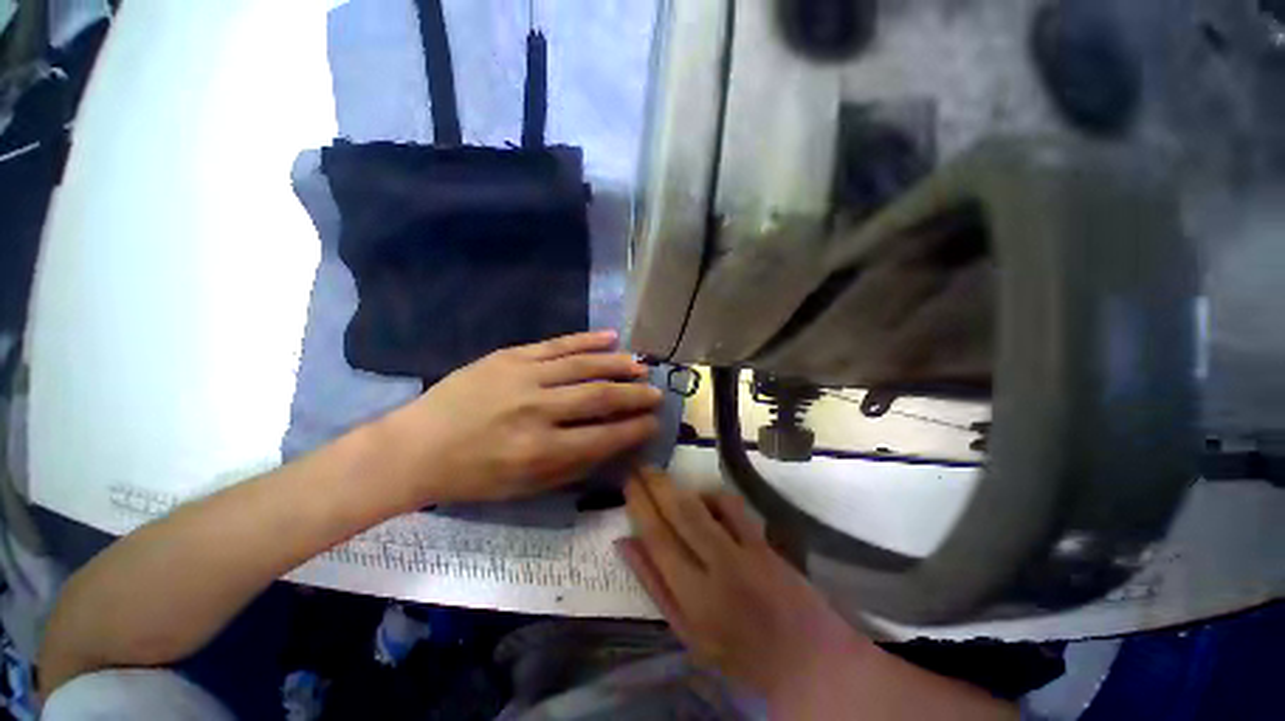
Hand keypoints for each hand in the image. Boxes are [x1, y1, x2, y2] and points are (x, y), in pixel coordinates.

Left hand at [378, 331, 662, 507]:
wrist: (417, 446)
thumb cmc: (474, 476)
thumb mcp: (526, 486)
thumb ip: (573, 465)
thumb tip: (614, 443)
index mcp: (541, 451)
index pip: (604, 436)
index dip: (635, 428)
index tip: (654, 422)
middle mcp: (537, 410)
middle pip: (600, 396)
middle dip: (635, 395)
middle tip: (656, 393)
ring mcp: (524, 377)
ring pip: (584, 365)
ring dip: (618, 364)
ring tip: (640, 365)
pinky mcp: (511, 356)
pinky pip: (557, 344)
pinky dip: (588, 340)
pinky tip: (611, 337)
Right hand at [619, 468, 870, 710]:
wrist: (807, 659)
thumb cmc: (737, 654)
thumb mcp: (687, 633)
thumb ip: (655, 585)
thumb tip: (625, 542)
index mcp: (695, 598)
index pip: (658, 538)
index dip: (640, 506)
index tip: (628, 483)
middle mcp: (720, 567)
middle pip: (681, 513)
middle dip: (656, 485)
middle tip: (639, 466)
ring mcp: (746, 550)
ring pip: (706, 504)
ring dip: (680, 486)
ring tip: (661, 478)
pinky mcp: (765, 541)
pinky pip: (733, 505)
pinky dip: (712, 495)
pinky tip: (702, 498)